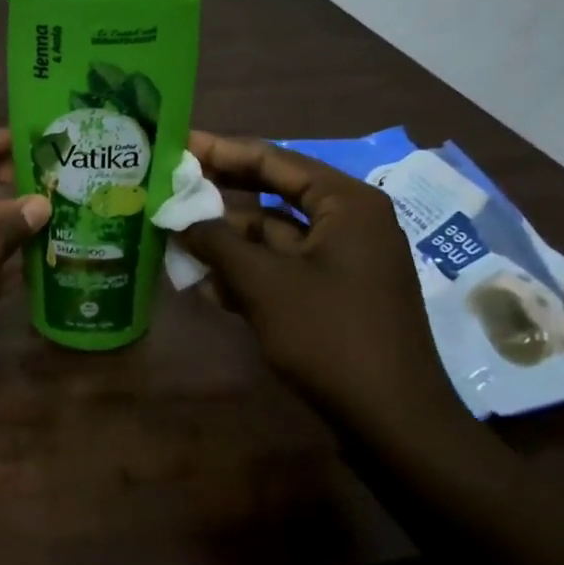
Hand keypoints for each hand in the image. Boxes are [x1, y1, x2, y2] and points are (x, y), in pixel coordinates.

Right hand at [174, 132, 468, 435]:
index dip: (221, 150)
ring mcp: (343, 259)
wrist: (393, 421)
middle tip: (170, 186)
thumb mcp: (263, 284)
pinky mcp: (334, 292)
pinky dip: (247, 271)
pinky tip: (207, 285)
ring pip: (272, 235)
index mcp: (345, 203)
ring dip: (226, 240)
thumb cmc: (331, 336)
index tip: (179, 143)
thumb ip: (216, 242)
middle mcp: (348, 221)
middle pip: (272, 194)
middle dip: (220, 197)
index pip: (273, 159)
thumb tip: (177, 217)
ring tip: (175, 239)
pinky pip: (282, 267)